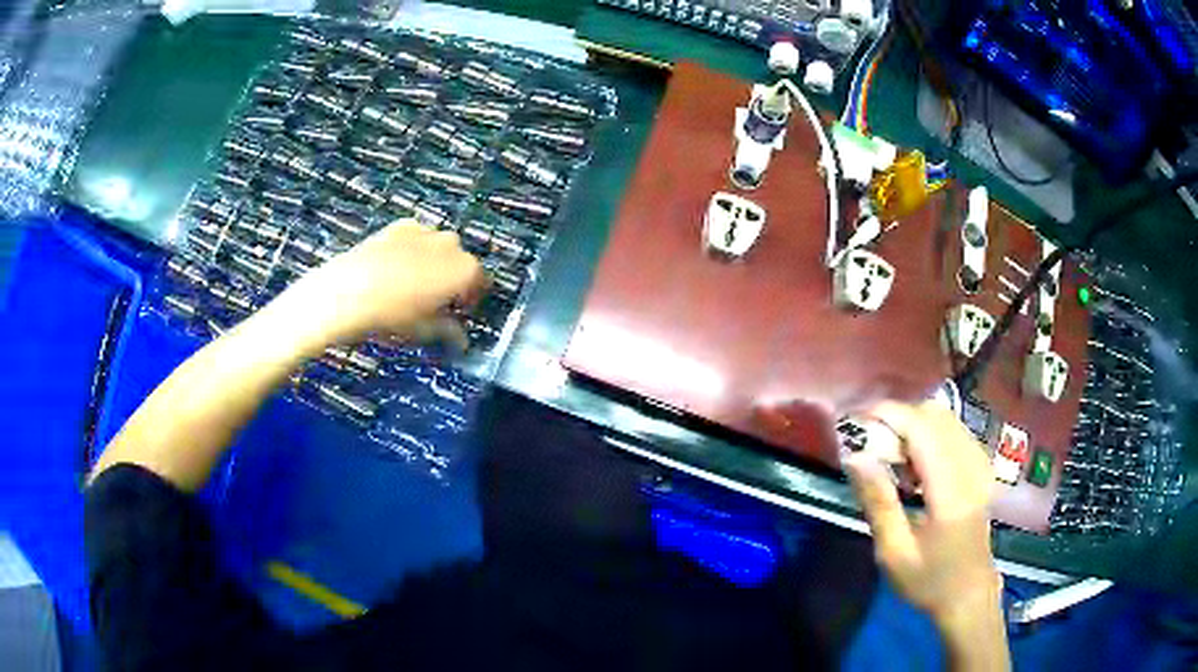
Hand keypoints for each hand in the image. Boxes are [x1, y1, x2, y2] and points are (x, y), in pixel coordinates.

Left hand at [268, 220, 486, 353]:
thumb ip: (448, 331)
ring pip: (438, 247)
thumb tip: (461, 339)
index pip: (481, 281)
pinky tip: (396, 267)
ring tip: (413, 284)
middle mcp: (451, 244)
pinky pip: (416, 237)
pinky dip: (413, 249)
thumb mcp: (424, 330)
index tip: (459, 311)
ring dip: (434, 262)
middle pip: (461, 261)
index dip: (471, 298)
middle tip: (436, 300)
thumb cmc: (393, 315)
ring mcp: (425, 231)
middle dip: (453, 278)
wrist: (349, 290)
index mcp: (465, 270)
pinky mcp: (400, 225)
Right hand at [844, 402, 1001, 628]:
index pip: (921, 428)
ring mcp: (980, 465)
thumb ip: (877, 502)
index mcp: (951, 491)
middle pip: (934, 416)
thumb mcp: (894, 553)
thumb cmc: (929, 580)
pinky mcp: (981, 468)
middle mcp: (971, 468)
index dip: (888, 415)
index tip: (855, 421)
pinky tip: (914, 465)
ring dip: (912, 426)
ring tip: (889, 456)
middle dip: (897, 418)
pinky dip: (928, 435)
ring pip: (945, 419)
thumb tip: (855, 457)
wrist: (969, 594)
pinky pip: (954, 432)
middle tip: (869, 444)